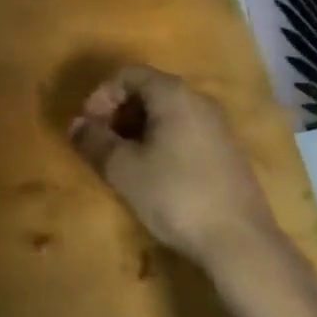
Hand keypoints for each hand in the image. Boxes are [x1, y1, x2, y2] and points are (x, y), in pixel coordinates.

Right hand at [70, 65, 280, 273]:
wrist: (240, 242)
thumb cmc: (175, 195)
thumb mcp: (124, 169)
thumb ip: (95, 141)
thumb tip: (76, 125)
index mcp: (174, 94)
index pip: (128, 74)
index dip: (100, 96)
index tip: (87, 127)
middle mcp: (199, 100)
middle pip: (148, 91)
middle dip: (118, 113)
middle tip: (101, 144)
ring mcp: (217, 126)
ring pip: (166, 113)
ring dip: (137, 130)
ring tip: (123, 162)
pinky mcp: (227, 152)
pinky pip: (184, 131)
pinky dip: (160, 142)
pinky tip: (153, 174)